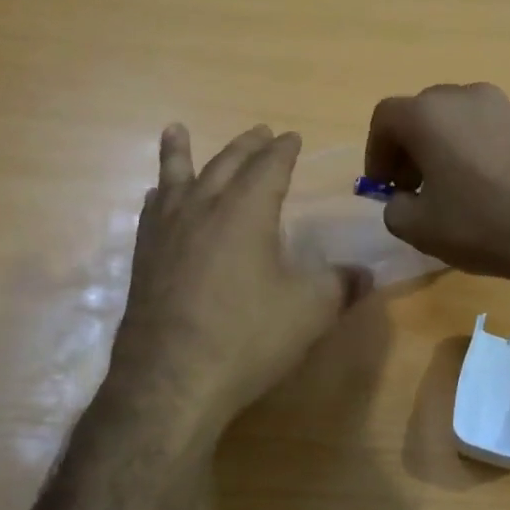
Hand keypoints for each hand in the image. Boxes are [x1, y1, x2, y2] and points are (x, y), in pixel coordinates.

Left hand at [111, 124, 368, 434]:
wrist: (171, 379)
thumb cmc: (247, 337)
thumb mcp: (309, 312)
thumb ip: (339, 286)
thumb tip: (365, 274)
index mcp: (246, 211)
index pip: (269, 167)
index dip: (284, 150)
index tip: (292, 137)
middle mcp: (203, 209)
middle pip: (225, 164)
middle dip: (246, 146)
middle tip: (259, 131)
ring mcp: (167, 232)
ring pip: (175, 178)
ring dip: (181, 152)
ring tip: (177, 130)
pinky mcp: (144, 259)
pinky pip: (152, 211)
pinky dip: (159, 195)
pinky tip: (156, 199)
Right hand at [363, 83, 509, 284]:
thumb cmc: (480, 224)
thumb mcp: (417, 228)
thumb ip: (395, 207)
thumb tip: (403, 199)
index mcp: (429, 114)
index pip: (386, 118)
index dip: (376, 152)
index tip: (382, 186)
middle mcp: (466, 97)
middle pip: (423, 113)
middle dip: (410, 147)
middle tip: (412, 186)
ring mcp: (505, 106)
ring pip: (459, 120)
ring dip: (445, 147)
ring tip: (451, 188)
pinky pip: (490, 131)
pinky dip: (477, 151)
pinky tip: (488, 188)